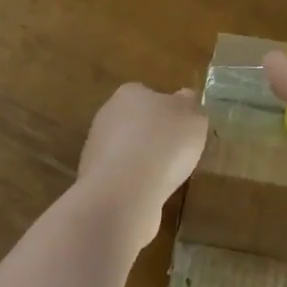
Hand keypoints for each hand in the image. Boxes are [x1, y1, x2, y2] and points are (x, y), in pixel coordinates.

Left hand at [72, 83, 208, 249]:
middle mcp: (108, 114)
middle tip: (177, 154)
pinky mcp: (92, 177)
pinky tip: (147, 193)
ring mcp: (96, 147)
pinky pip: (120, 175)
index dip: (169, 112)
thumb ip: (190, 106)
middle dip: (154, 137)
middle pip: (137, 122)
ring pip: (127, 150)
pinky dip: (133, 183)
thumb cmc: (164, 144)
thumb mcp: (193, 118)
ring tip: (164, 178)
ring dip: (142, 161)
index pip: (151, 95)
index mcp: (130, 93)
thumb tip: (185, 98)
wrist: (124, 191)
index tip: (183, 130)